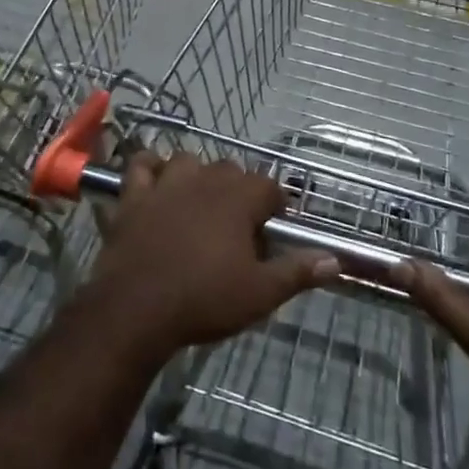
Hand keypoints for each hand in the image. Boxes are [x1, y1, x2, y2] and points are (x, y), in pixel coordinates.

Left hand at [85, 152, 339, 357]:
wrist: (136, 308)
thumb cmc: (204, 300)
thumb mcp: (260, 294)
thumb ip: (297, 272)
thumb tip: (335, 260)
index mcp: (238, 199)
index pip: (268, 186)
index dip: (274, 206)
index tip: (273, 229)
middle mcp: (204, 180)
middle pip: (230, 170)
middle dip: (239, 191)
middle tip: (239, 227)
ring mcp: (166, 184)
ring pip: (188, 160)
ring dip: (197, 175)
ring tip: (200, 203)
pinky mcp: (134, 195)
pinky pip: (141, 165)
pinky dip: (150, 168)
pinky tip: (156, 182)